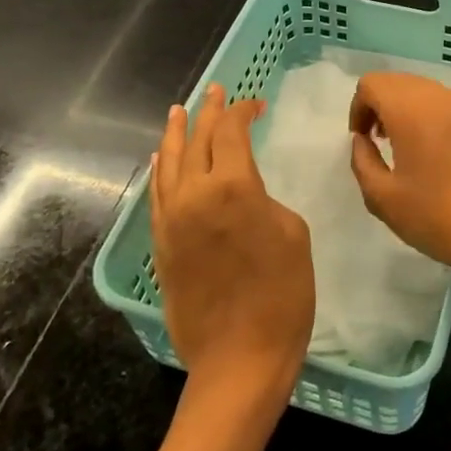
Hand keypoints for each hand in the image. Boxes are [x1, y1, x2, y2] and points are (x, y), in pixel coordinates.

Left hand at [151, 85, 315, 407]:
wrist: (238, 358)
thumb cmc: (282, 296)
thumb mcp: (293, 234)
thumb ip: (264, 200)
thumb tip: (245, 196)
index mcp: (233, 186)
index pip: (231, 132)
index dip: (242, 112)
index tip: (255, 104)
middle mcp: (194, 194)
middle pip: (198, 140)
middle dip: (209, 112)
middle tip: (215, 92)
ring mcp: (171, 219)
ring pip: (170, 163)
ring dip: (177, 134)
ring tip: (180, 112)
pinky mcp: (161, 243)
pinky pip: (157, 194)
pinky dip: (161, 170)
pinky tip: (162, 159)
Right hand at [347, 72, 450, 282]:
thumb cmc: (436, 218)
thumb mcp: (382, 198)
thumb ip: (362, 160)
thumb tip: (362, 140)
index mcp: (410, 111)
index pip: (372, 84)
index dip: (358, 108)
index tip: (362, 140)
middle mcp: (440, 100)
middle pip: (399, 81)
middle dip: (381, 105)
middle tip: (379, 141)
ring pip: (427, 91)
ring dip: (408, 110)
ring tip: (407, 148)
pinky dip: (434, 119)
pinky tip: (439, 157)